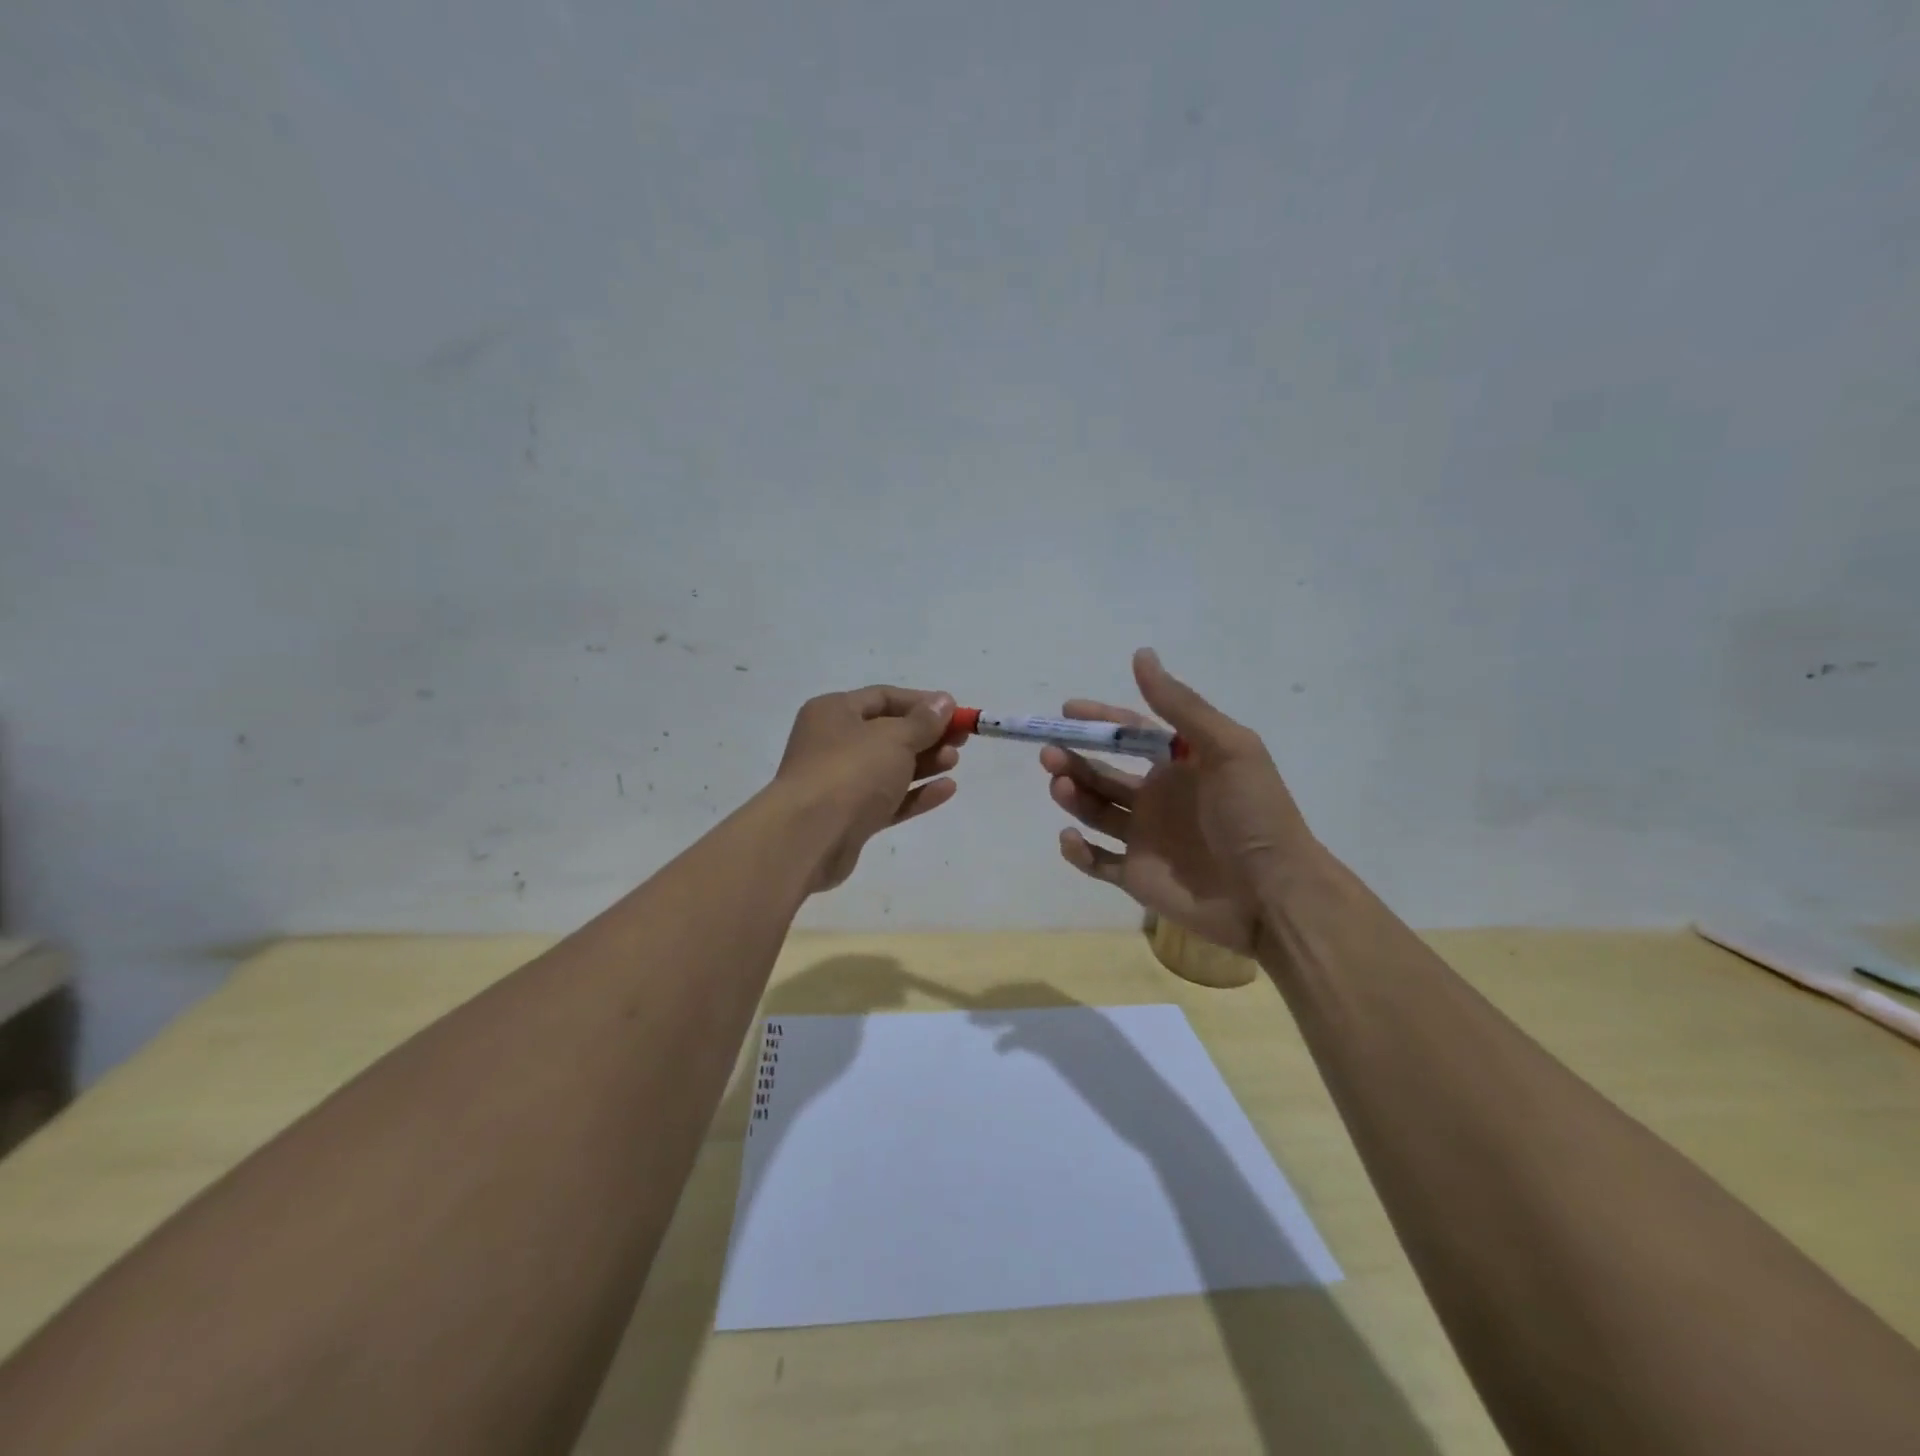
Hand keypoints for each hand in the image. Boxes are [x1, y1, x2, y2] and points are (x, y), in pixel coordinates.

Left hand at [775, 685, 960, 892]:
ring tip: (954, 762)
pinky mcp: (850, 817)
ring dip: (924, 763)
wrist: (810, 836)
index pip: (883, 697)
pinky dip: (915, 794)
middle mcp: (833, 743)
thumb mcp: (894, 737)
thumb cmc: (851, 771)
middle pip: (888, 733)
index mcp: (834, 712)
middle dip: (926, 735)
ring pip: (889, 768)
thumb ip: (923, 721)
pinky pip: (889, 799)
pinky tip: (946, 789)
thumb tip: (943, 702)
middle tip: (961, 739)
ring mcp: (840, 783)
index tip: (955, 712)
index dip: (921, 703)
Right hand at [1043, 650, 1317, 955]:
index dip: (1101, 721)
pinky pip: (1097, 862)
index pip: (1132, 735)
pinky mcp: (1137, 877)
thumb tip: (1141, 655)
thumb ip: (1180, 705)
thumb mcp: (1226, 748)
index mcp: (1181, 765)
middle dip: (1075, 758)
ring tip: (1059, 784)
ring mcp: (1146, 838)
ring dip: (1072, 795)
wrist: (1274, 895)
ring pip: (1095, 811)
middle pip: (1104, 771)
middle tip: (1051, 752)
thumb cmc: (1253, 814)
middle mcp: (1159, 798)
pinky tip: (1070, 838)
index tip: (1067, 711)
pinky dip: (1077, 851)